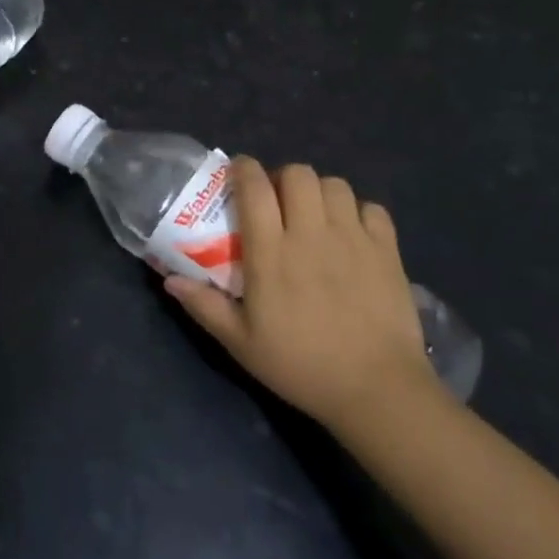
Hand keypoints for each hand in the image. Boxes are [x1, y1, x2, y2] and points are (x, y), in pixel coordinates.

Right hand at [164, 158, 439, 433]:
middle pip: (298, 174)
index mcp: (272, 252)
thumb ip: (205, 306)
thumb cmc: (301, 365)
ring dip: (320, 192)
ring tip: (314, 215)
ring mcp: (354, 238)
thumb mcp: (241, 343)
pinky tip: (352, 233)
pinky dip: (359, 212)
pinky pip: (372, 208)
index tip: (238, 171)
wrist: (375, 389)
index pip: (255, 188)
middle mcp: (312, 233)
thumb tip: (170, 281)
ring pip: (335, 184)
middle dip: (283, 177)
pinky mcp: (387, 250)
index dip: (244, 169)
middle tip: (278, 202)